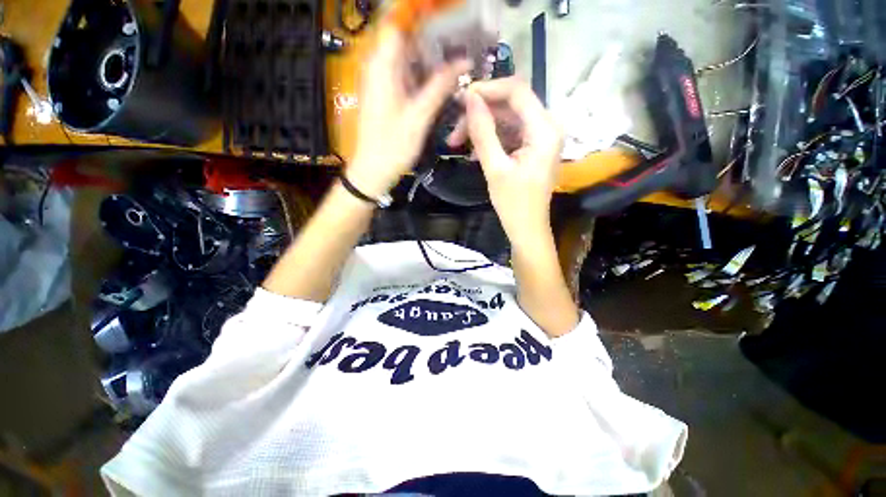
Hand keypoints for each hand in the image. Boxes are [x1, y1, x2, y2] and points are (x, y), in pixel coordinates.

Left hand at [347, 25, 470, 198]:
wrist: (373, 170)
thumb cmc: (393, 146)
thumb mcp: (419, 117)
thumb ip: (439, 87)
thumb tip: (463, 62)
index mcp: (382, 66)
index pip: (398, 23)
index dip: (421, 16)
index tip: (447, 18)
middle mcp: (379, 67)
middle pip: (404, 38)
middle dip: (431, 36)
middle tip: (459, 41)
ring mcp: (381, 82)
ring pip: (406, 57)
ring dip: (429, 56)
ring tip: (455, 58)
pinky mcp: (386, 95)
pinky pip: (405, 74)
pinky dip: (422, 73)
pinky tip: (440, 79)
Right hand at [448, 78, 563, 246]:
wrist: (527, 229)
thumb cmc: (513, 204)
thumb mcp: (495, 168)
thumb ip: (483, 132)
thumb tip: (469, 99)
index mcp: (544, 129)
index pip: (516, 91)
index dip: (487, 89)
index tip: (460, 99)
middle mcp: (547, 126)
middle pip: (511, 104)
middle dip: (480, 114)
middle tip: (454, 131)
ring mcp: (540, 137)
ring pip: (507, 119)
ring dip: (482, 128)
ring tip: (457, 143)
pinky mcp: (532, 147)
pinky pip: (509, 133)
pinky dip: (491, 139)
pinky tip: (474, 152)